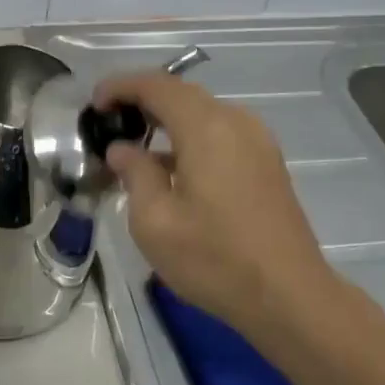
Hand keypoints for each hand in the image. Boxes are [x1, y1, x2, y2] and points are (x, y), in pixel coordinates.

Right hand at [95, 72, 337, 339]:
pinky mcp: (267, 162)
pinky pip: (220, 132)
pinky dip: (190, 137)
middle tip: (109, 122)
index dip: (121, 86)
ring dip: (167, 119)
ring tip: (136, 145)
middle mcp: (235, 121)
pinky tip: (173, 168)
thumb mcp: (155, 221)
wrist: (291, 299)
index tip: (94, 104)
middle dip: (142, 100)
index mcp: (206, 127)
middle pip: (181, 93)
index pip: (156, 85)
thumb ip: (134, 173)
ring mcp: (257, 140)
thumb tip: (123, 149)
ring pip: (202, 113)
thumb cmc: (215, 259)